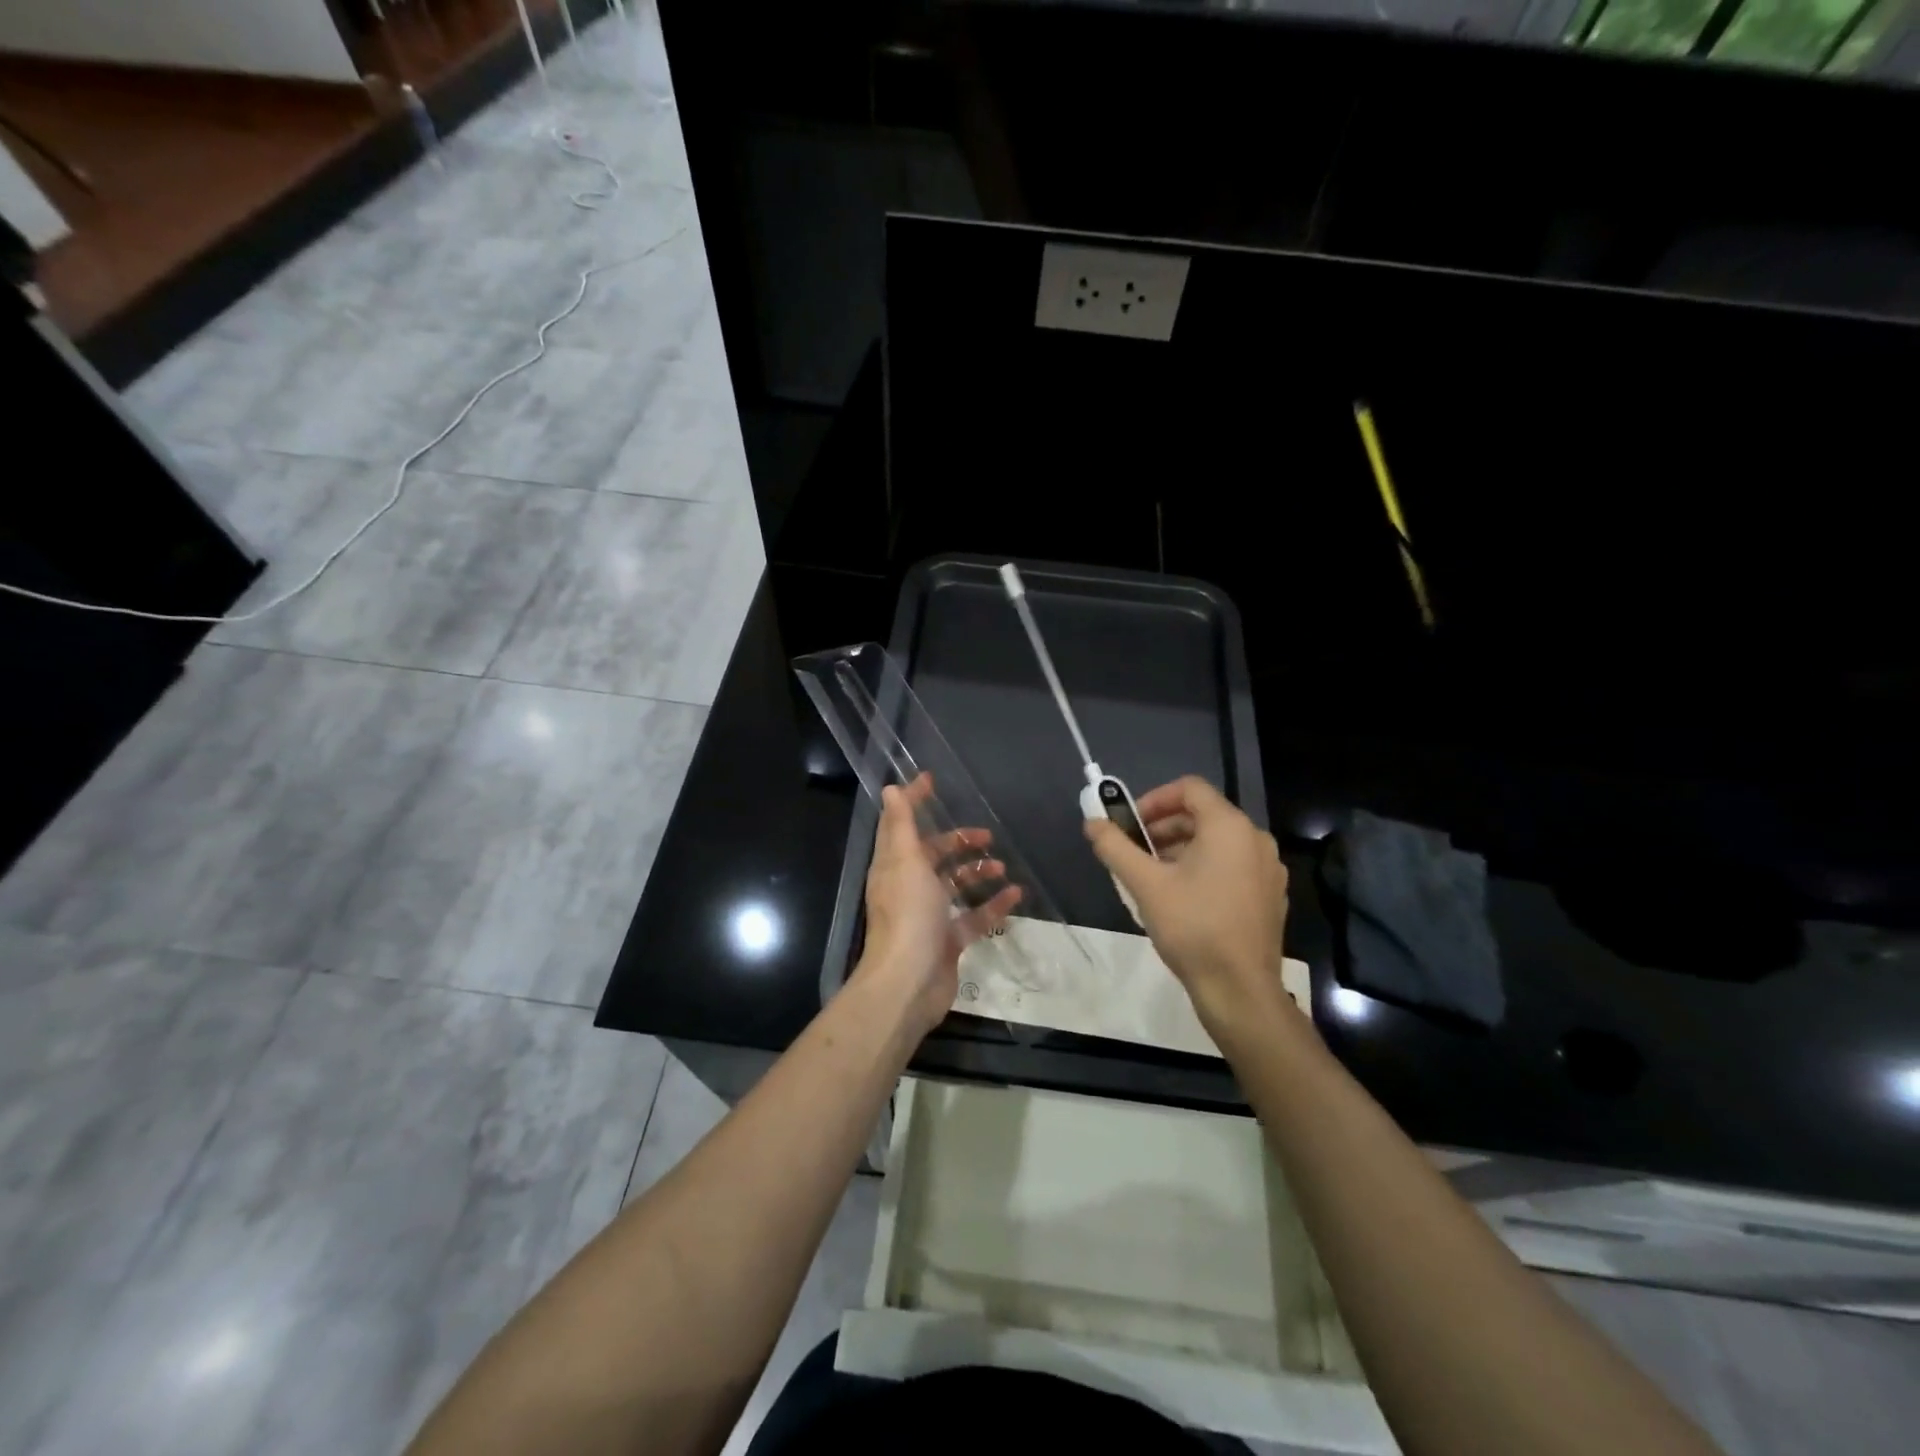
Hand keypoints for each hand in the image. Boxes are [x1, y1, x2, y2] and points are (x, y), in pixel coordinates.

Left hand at [855, 774, 1021, 1037]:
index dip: (914, 800)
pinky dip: (993, 905)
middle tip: (986, 835)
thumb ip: (901, 824)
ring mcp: (929, 915)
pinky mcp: (948, 940)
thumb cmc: (908, 914)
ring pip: (955, 885)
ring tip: (1002, 866)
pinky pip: (974, 917)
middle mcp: (909, 887)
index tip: (932, 780)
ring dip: (977, 872)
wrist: (909, 982)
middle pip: (933, 856)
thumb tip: (889, 788)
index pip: (902, 824)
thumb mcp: (905, 861)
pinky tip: (1016, 895)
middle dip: (958, 842)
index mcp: (894, 865)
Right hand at [1085, 775, 1292, 1032]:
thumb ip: (1115, 847)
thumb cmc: (1192, 928)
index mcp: (1230, 827)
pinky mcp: (1270, 896)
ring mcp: (1268, 870)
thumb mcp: (1145, 884)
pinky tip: (1182, 898)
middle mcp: (1256, 840)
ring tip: (1153, 877)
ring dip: (1181, 849)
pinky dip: (1205, 868)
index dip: (1154, 799)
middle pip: (1203, 815)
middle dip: (1163, 828)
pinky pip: (1233, 866)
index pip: (1189, 788)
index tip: (1130, 824)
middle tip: (1134, 852)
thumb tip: (1091, 823)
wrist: (1240, 990)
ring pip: (1217, 842)